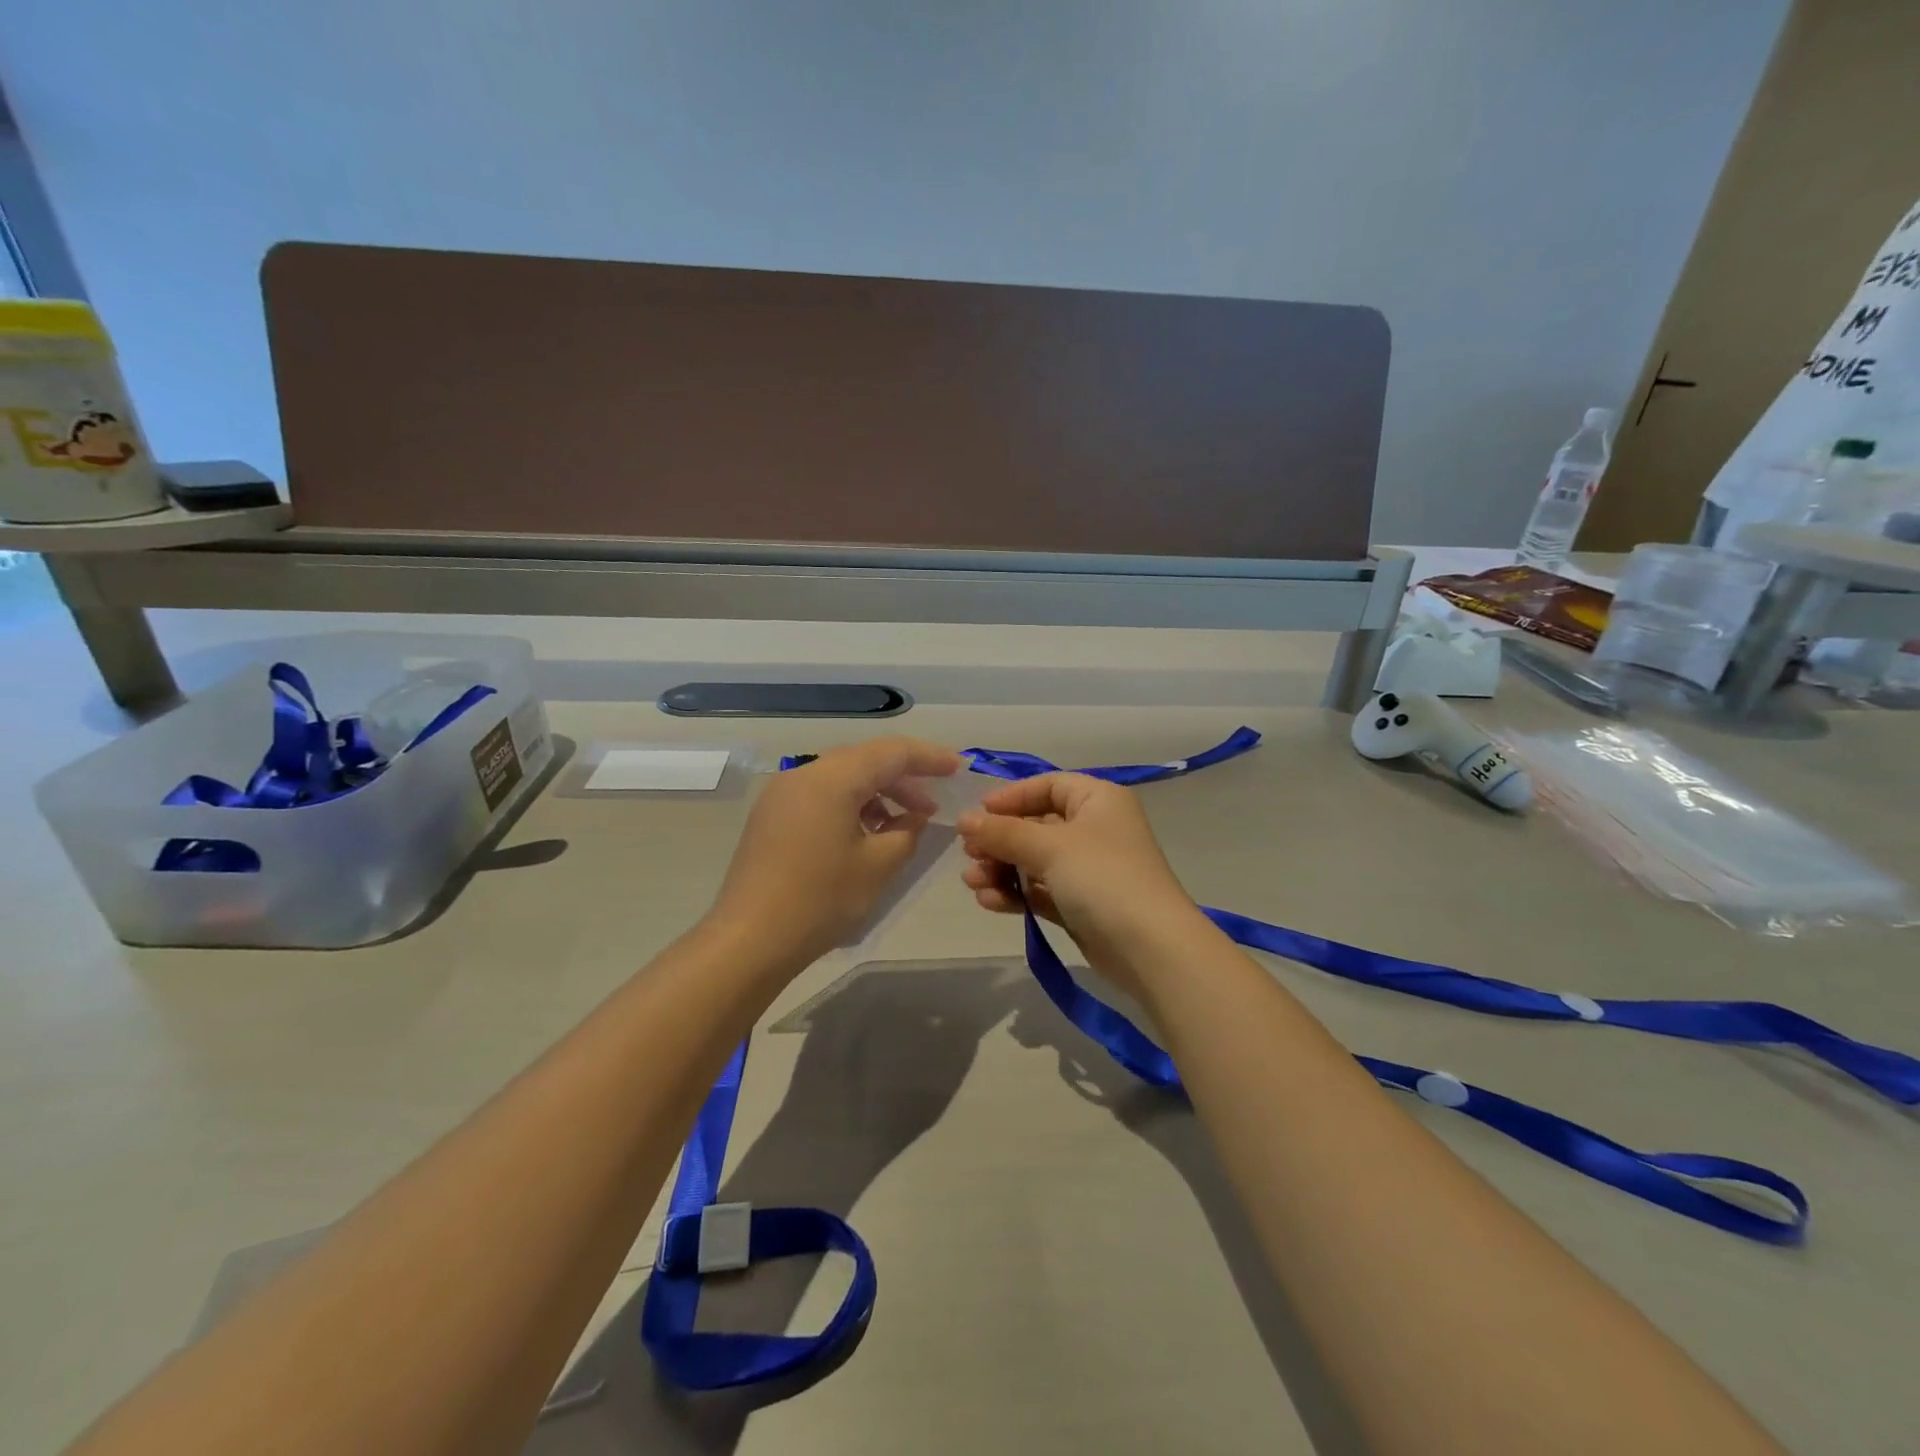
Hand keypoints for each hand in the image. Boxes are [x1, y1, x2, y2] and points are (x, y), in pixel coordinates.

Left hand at [707, 736, 961, 966]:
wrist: (749, 939)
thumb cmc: (820, 899)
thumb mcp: (878, 866)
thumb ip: (907, 832)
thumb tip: (914, 816)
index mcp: (832, 778)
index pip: (891, 752)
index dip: (928, 758)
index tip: (957, 768)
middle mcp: (804, 774)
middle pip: (864, 760)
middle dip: (903, 777)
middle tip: (932, 804)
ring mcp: (782, 794)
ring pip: (841, 777)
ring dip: (876, 792)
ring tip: (902, 822)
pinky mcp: (771, 816)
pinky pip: (820, 795)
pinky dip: (850, 804)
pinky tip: (866, 833)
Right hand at [957, 774, 1201, 988]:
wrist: (1150, 949)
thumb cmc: (1102, 878)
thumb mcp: (1050, 847)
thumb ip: (1003, 832)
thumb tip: (963, 819)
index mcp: (1098, 800)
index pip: (1048, 786)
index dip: (1011, 797)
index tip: (978, 815)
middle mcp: (1095, 829)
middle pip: (1036, 825)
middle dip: (1000, 840)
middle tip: (968, 854)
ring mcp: (1088, 869)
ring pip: (1034, 861)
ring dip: (1001, 869)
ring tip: (972, 882)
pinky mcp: (1080, 904)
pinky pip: (1040, 890)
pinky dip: (1015, 893)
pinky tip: (989, 901)